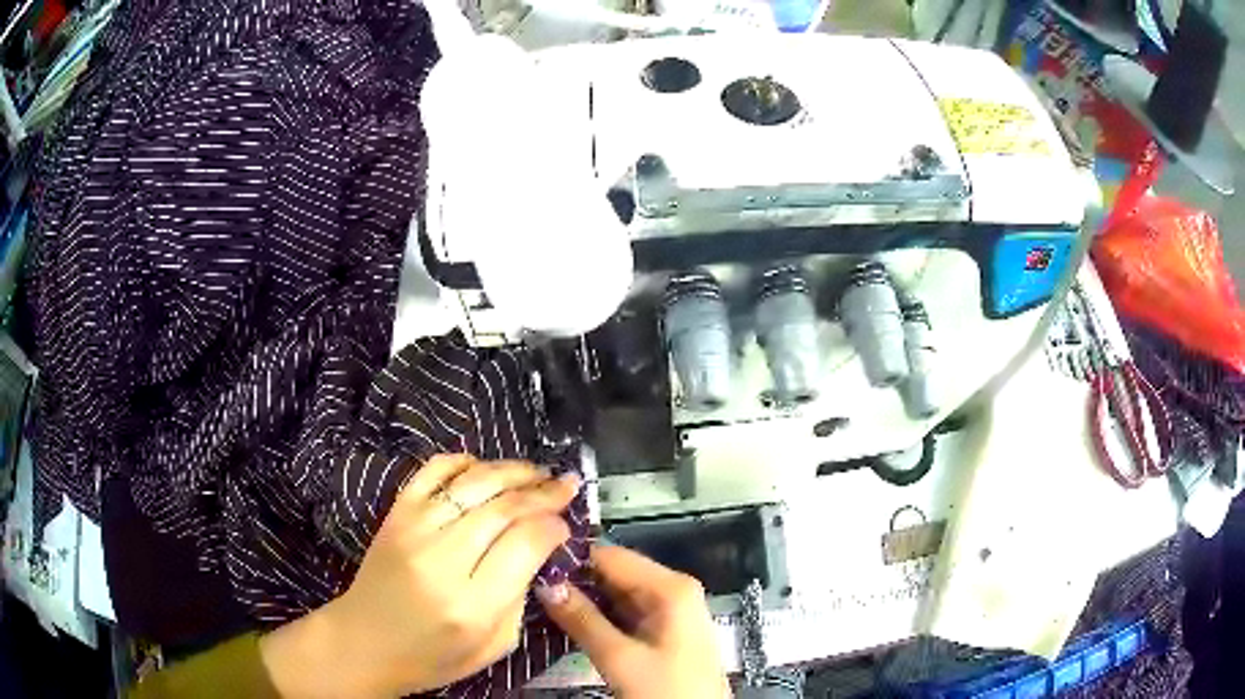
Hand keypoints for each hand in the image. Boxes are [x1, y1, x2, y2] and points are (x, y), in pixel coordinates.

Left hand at [261, 454, 579, 697]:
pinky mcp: (395, 515)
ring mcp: (413, 530)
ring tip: (538, 471)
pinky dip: (461, 461)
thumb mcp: (494, 646)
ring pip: (472, 483)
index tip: (567, 523)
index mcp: (471, 604)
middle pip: (503, 508)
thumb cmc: (433, 656)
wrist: (365, 643)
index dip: (553, 525)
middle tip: (566, 484)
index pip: (524, 544)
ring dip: (512, 471)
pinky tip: (484, 467)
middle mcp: (442, 560)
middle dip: (543, 491)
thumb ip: (521, 599)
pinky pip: (431, 471)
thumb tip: (540, 549)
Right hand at [538, 545, 729, 698]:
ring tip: (538, 602)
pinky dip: (597, 618)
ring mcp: (669, 612)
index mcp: (671, 586)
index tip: (530, 566)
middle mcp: (672, 590)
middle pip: (615, 573)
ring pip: (617, 595)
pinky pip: (624, 614)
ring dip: (582, 601)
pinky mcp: (663, 633)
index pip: (611, 556)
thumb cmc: (667, 690)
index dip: (571, 559)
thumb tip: (544, 584)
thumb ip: (582, 619)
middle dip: (574, 582)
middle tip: (528, 587)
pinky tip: (566, 622)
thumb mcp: (620, 658)